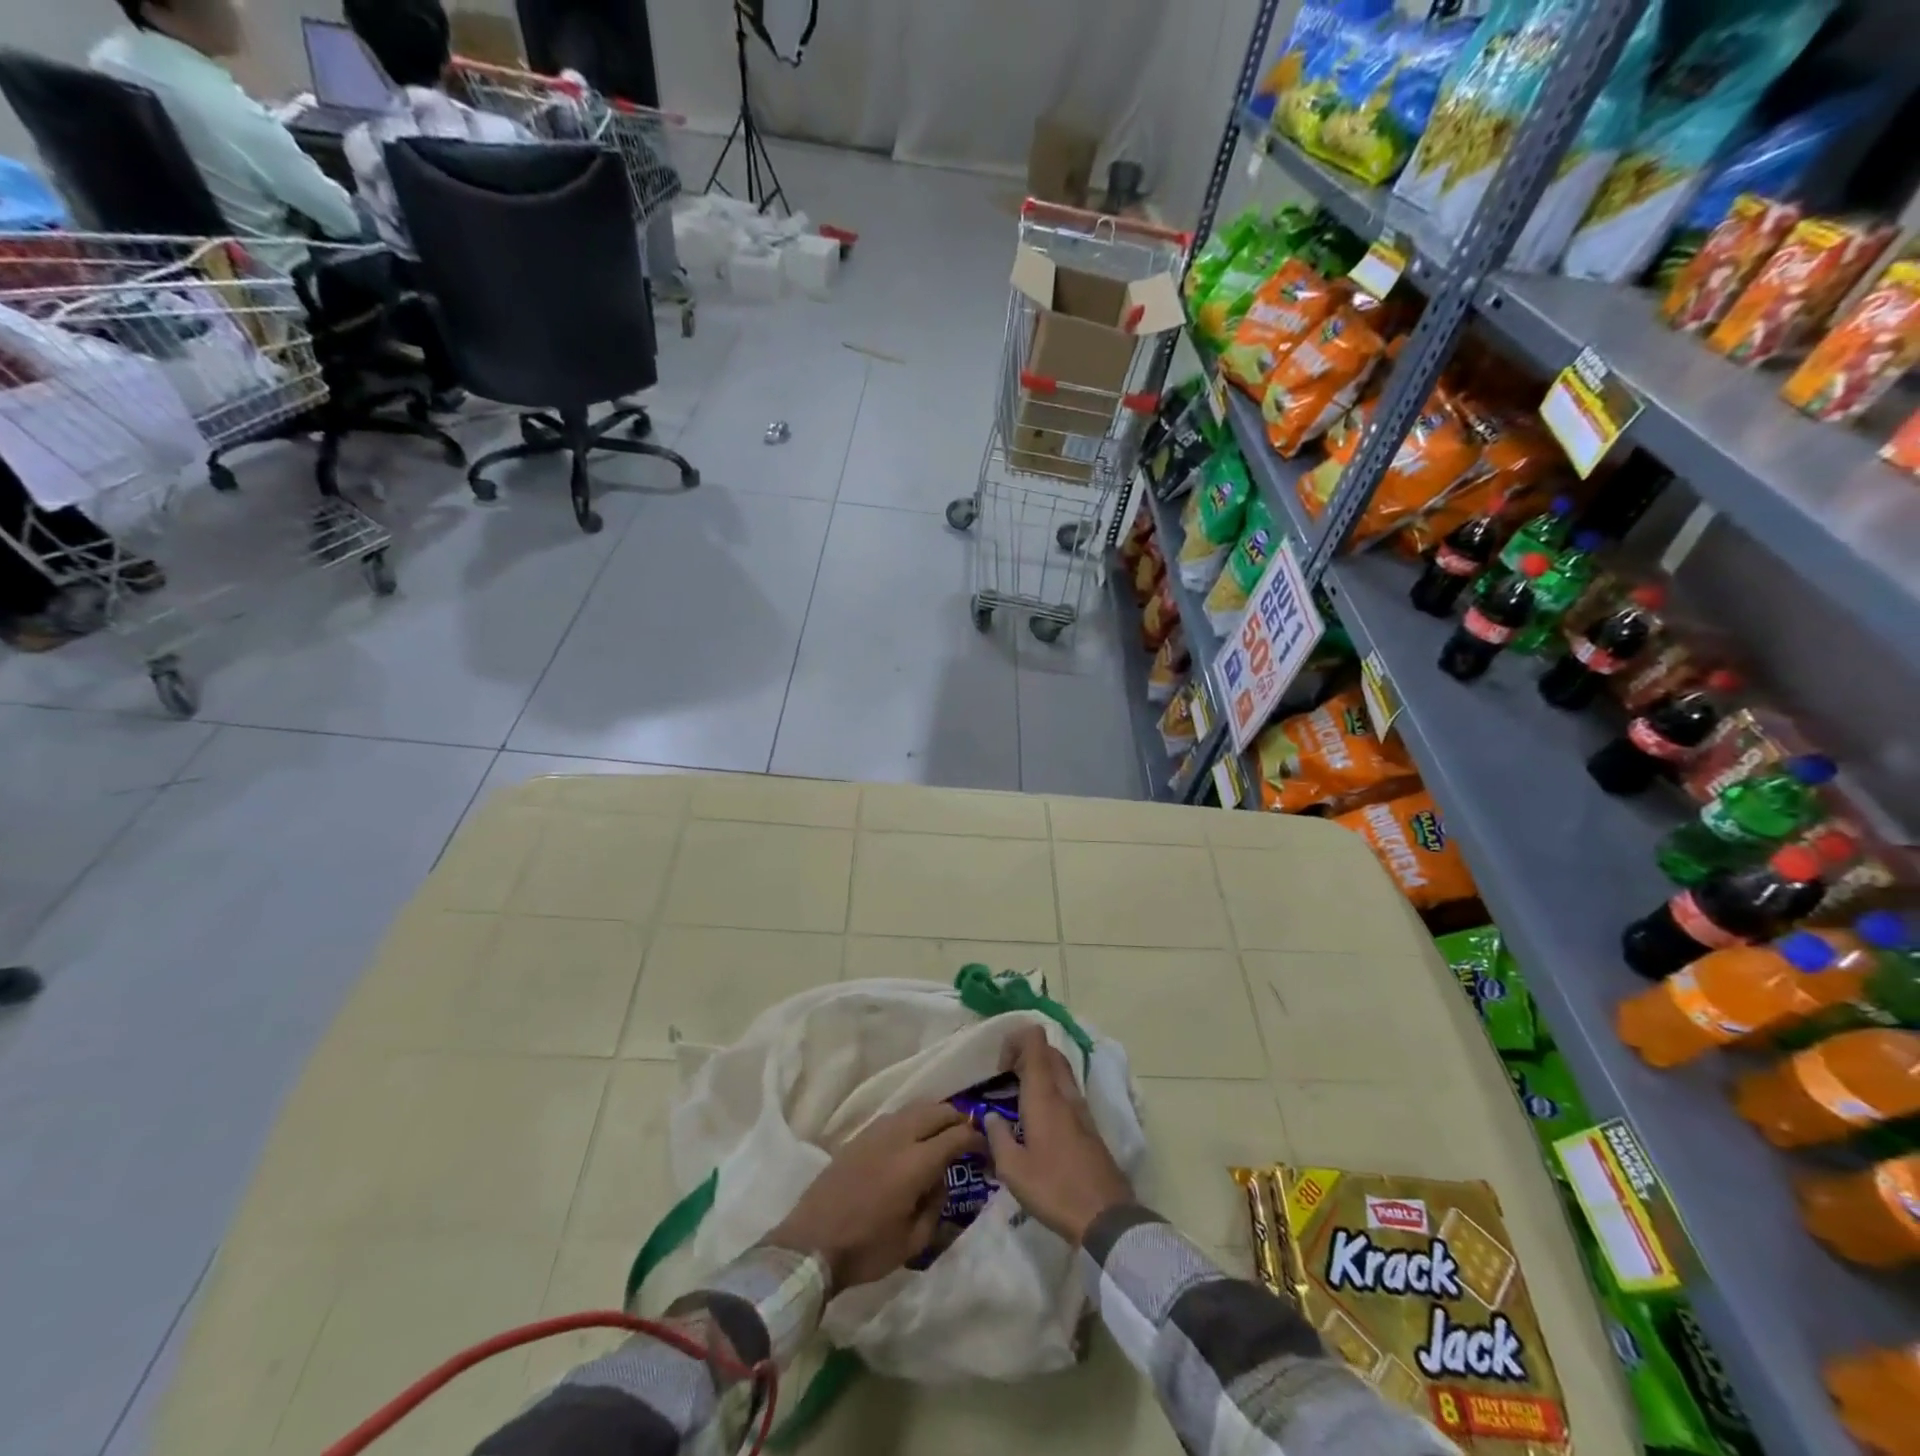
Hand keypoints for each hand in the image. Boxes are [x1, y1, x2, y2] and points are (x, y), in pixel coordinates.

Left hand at [766, 1102, 984, 1292]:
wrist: (811, 1242)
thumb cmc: (866, 1249)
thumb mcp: (913, 1242)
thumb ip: (935, 1206)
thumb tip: (940, 1181)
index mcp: (915, 1162)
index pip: (955, 1136)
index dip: (975, 1138)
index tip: (986, 1147)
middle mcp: (898, 1136)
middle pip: (936, 1111)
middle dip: (957, 1119)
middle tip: (967, 1134)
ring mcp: (876, 1131)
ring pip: (915, 1108)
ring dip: (934, 1115)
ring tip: (942, 1132)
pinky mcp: (859, 1136)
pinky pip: (895, 1116)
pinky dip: (912, 1119)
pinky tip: (913, 1137)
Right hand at [984, 1026, 1132, 1245]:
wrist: (1105, 1217)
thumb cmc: (1053, 1189)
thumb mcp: (1012, 1169)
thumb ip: (997, 1137)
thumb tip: (991, 1117)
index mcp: (1044, 1094)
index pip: (1035, 1039)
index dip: (1015, 1040)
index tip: (1000, 1069)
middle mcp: (1065, 1092)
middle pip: (1048, 1051)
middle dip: (1025, 1055)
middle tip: (1006, 1081)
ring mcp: (1081, 1108)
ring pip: (1060, 1071)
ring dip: (1039, 1074)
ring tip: (1018, 1102)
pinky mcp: (1090, 1125)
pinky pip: (1067, 1092)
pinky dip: (1051, 1092)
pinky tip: (1037, 1123)